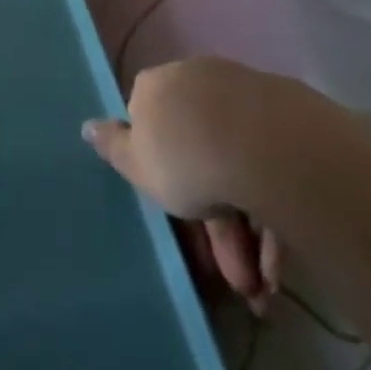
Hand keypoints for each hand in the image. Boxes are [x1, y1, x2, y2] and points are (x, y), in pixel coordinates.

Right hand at [84, 58, 325, 308]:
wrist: (260, 144)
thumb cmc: (184, 157)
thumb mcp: (137, 164)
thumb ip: (113, 147)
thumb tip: (87, 125)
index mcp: (157, 88)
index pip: (149, 122)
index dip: (160, 169)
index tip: (173, 207)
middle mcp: (197, 83)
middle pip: (199, 155)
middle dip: (213, 226)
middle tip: (232, 277)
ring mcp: (242, 97)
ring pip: (237, 169)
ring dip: (246, 233)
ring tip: (260, 286)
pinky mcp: (283, 116)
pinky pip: (268, 169)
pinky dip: (270, 215)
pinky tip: (277, 265)